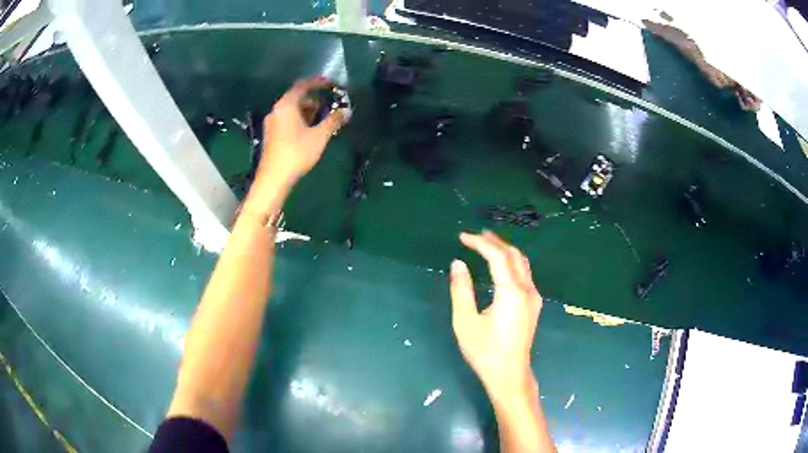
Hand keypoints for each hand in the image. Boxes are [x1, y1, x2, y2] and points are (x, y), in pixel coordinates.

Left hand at [257, 76, 346, 187]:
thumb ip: (333, 120)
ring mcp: (272, 123)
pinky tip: (310, 130)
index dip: (318, 82)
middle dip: (314, 99)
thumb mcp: (320, 136)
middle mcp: (277, 110)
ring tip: (323, 119)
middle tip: (330, 104)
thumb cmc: (296, 153)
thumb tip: (346, 111)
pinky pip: (287, 119)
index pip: (303, 85)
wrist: (273, 179)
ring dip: (307, 111)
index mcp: (286, 105)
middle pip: (296, 97)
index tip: (331, 84)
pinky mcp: (271, 135)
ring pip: (292, 110)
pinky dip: (300, 119)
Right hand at [450, 231, 542, 398]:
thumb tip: (457, 264)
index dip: (480, 243)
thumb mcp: (465, 322)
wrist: (509, 374)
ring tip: (486, 244)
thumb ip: (461, 290)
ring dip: (505, 250)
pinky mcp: (533, 305)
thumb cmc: (484, 351)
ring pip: (522, 263)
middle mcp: (527, 289)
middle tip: (475, 236)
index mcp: (510, 292)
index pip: (497, 256)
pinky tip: (500, 266)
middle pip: (514, 255)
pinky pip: (524, 274)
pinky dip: (511, 262)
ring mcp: (533, 297)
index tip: (462, 237)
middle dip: (494, 242)